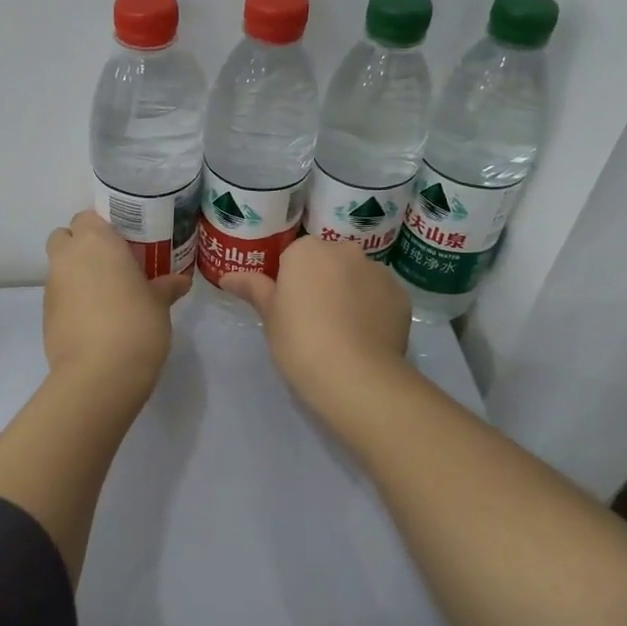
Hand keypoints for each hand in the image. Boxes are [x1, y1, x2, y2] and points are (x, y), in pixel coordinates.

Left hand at [44, 210, 190, 390]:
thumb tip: (180, 281)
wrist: (99, 374)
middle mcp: (68, 257)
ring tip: (106, 296)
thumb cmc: (136, 324)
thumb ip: (167, 286)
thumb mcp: (159, 303)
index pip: (88, 217)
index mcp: (97, 241)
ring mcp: (52, 286)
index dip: (103, 228)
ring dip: (77, 274)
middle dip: (82, 246)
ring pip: (59, 267)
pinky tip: (95, 320)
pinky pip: (59, 295)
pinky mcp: (45, 314)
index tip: (123, 244)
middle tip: (110, 265)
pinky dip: (72, 300)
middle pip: (64, 237)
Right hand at [220, 236, 411, 411]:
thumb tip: (226, 276)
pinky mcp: (400, 295)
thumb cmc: (300, 341)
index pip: (293, 258)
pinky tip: (365, 338)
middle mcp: (345, 250)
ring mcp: (377, 271)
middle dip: (321, 282)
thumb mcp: (269, 316)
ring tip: (343, 333)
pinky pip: (380, 296)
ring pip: (357, 277)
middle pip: (328, 262)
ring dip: (349, 293)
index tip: (288, 310)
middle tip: (313, 321)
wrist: (356, 375)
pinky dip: (373, 309)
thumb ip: (252, 288)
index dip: (289, 284)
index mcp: (307, 250)